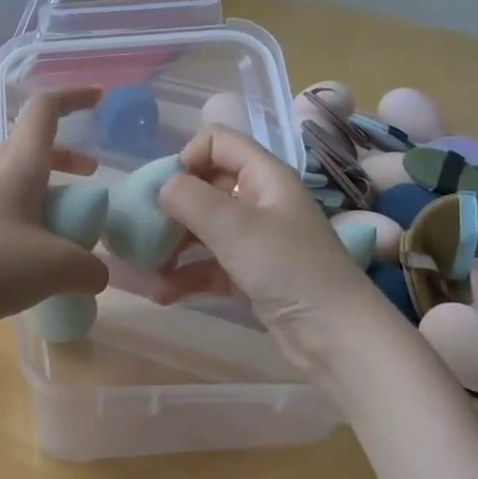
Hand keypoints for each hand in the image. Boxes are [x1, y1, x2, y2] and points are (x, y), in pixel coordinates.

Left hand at [0, 88, 109, 343]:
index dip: (73, 97)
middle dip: (66, 156)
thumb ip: (88, 269)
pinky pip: (5, 219)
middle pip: (32, 149)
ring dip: (48, 195)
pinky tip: (36, 266)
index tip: (99, 99)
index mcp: (18, 167)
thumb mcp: (53, 268)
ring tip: (70, 230)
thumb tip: (96, 275)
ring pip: (18, 185)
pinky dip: (30, 228)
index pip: (44, 111)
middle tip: (91, 177)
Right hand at [150, 125, 385, 372]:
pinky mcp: (251, 276)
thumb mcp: (236, 227)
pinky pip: (210, 265)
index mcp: (264, 176)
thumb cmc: (289, 269)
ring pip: (203, 229)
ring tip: (142, 268)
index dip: (187, 158)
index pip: (217, 142)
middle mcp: (260, 201)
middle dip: (170, 207)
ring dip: (171, 245)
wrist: (337, 337)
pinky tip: (160, 293)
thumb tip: (161, 187)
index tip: (164, 191)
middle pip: (205, 187)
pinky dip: (185, 276)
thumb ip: (190, 199)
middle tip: (141, 232)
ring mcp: (256, 241)